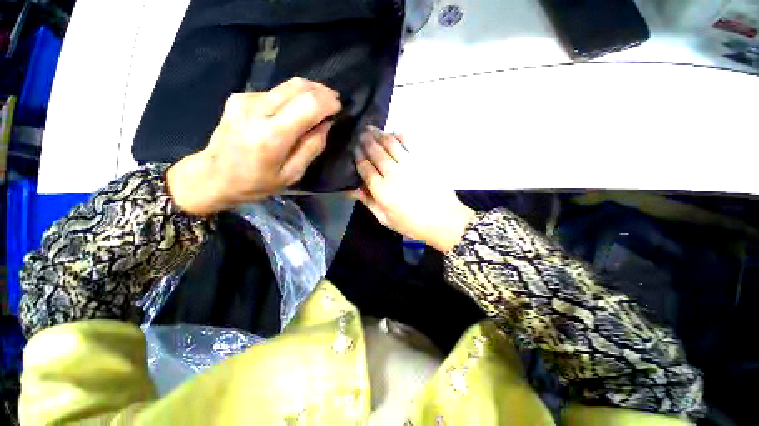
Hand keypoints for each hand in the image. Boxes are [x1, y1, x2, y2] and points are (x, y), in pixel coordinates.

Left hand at [168, 77, 340, 214]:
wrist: (213, 176)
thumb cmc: (256, 182)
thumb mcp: (292, 174)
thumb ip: (312, 148)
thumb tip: (326, 124)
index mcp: (271, 136)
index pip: (308, 105)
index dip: (328, 102)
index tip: (339, 108)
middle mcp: (256, 110)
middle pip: (298, 86)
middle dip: (321, 91)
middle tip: (333, 102)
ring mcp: (245, 99)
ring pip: (287, 85)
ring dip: (307, 92)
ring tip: (318, 105)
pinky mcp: (239, 97)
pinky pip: (274, 91)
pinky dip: (291, 97)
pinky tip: (294, 110)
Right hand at [352, 127, 475, 252]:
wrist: (444, 220)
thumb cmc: (412, 224)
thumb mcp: (386, 219)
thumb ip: (368, 202)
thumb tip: (351, 190)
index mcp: (382, 190)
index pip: (365, 168)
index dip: (358, 157)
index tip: (354, 150)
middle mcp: (394, 174)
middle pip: (376, 152)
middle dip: (366, 141)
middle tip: (360, 133)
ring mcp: (410, 164)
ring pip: (391, 144)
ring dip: (379, 134)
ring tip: (372, 129)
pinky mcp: (424, 160)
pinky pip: (410, 142)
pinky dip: (401, 135)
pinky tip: (395, 133)